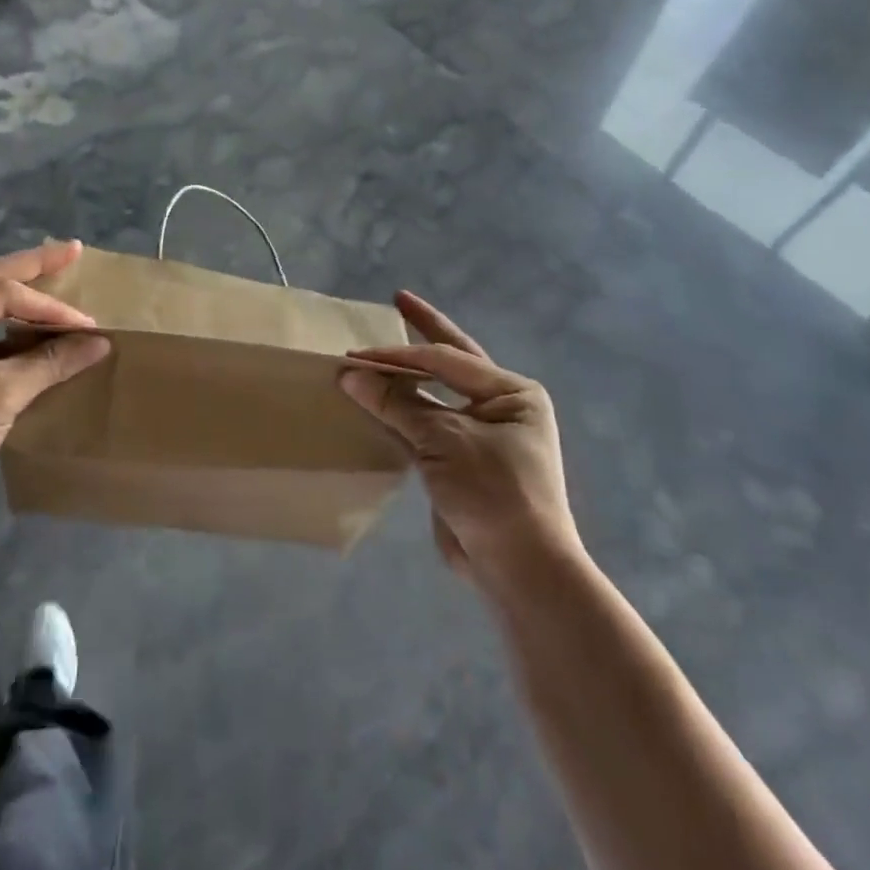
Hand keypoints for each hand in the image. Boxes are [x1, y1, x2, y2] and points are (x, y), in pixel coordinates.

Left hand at [0, 241, 110, 528]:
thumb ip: (49, 363)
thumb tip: (99, 342)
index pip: (1, 295)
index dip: (49, 306)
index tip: (88, 324)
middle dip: (34, 266)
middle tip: (74, 250)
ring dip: (25, 293)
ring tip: (60, 273)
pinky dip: (14, 325)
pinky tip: (38, 324)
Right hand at [339, 292, 580, 592]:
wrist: (519, 568)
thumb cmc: (493, 492)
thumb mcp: (443, 441)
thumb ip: (397, 403)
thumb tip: (349, 373)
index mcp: (511, 392)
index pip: (445, 360)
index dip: (397, 354)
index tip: (354, 355)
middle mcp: (501, 406)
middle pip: (451, 361)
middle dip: (424, 332)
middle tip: (398, 301)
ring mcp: (482, 434)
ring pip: (435, 395)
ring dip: (406, 377)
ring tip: (379, 351)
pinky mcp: (461, 461)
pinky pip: (426, 425)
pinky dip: (402, 412)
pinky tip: (378, 400)